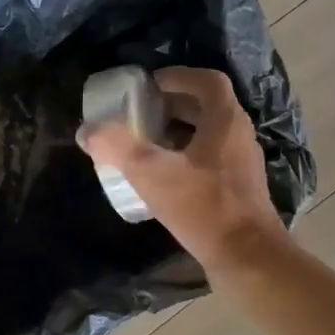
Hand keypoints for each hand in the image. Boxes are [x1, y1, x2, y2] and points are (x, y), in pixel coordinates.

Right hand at [78, 66, 288, 279]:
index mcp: (225, 122)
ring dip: (178, 132)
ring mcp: (241, 165)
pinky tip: (163, 178)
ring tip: (146, 143)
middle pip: (207, 107)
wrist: (246, 258)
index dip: (177, 76)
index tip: (148, 85)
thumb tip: (88, 130)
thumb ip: (118, 147)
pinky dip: (185, 158)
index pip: (207, 81)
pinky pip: (209, 160)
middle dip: (172, 105)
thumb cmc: (203, 207)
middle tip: (140, 113)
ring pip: (209, 135)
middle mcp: (238, 137)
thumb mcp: (152, 173)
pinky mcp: (237, 190)